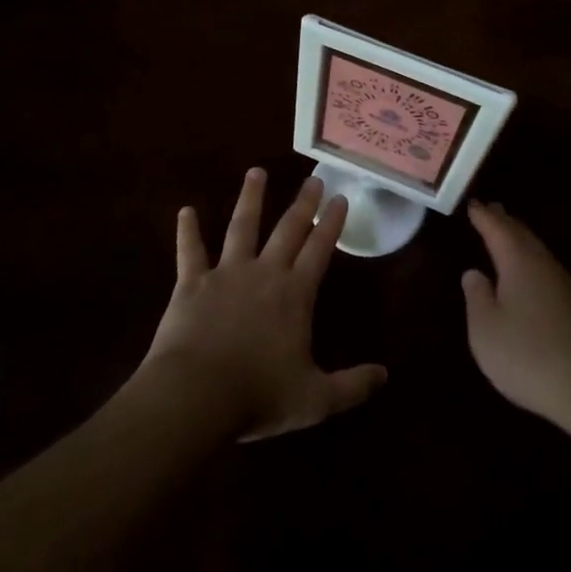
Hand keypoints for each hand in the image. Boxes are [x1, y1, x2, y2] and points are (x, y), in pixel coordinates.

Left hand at [145, 169, 387, 441]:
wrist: (195, 395)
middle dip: (303, 203)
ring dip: (250, 199)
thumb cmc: (258, 395)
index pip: (319, 249)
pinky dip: (187, 231)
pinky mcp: (191, 284)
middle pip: (287, 229)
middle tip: (312, 178)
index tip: (340, 197)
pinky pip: (190, 251)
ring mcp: (226, 274)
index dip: (331, 223)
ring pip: (241, 227)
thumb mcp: (315, 399)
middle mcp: (264, 273)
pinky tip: (185, 210)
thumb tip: (386, 376)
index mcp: (295, 295)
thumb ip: (352, 386)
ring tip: (256, 172)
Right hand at [462, 200, 570, 428]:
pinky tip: (530, 278)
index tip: (473, 203)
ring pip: (538, 253)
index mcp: (519, 263)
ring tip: (508, 236)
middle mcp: (545, 266)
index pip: (497, 230)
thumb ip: (477, 298)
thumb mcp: (486, 330)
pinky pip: (548, 272)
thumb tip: (474, 272)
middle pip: (523, 236)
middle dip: (505, 222)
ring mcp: (566, 288)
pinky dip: (533, 264)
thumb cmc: (529, 356)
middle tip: (492, 209)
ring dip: (521, 241)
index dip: (483, 217)